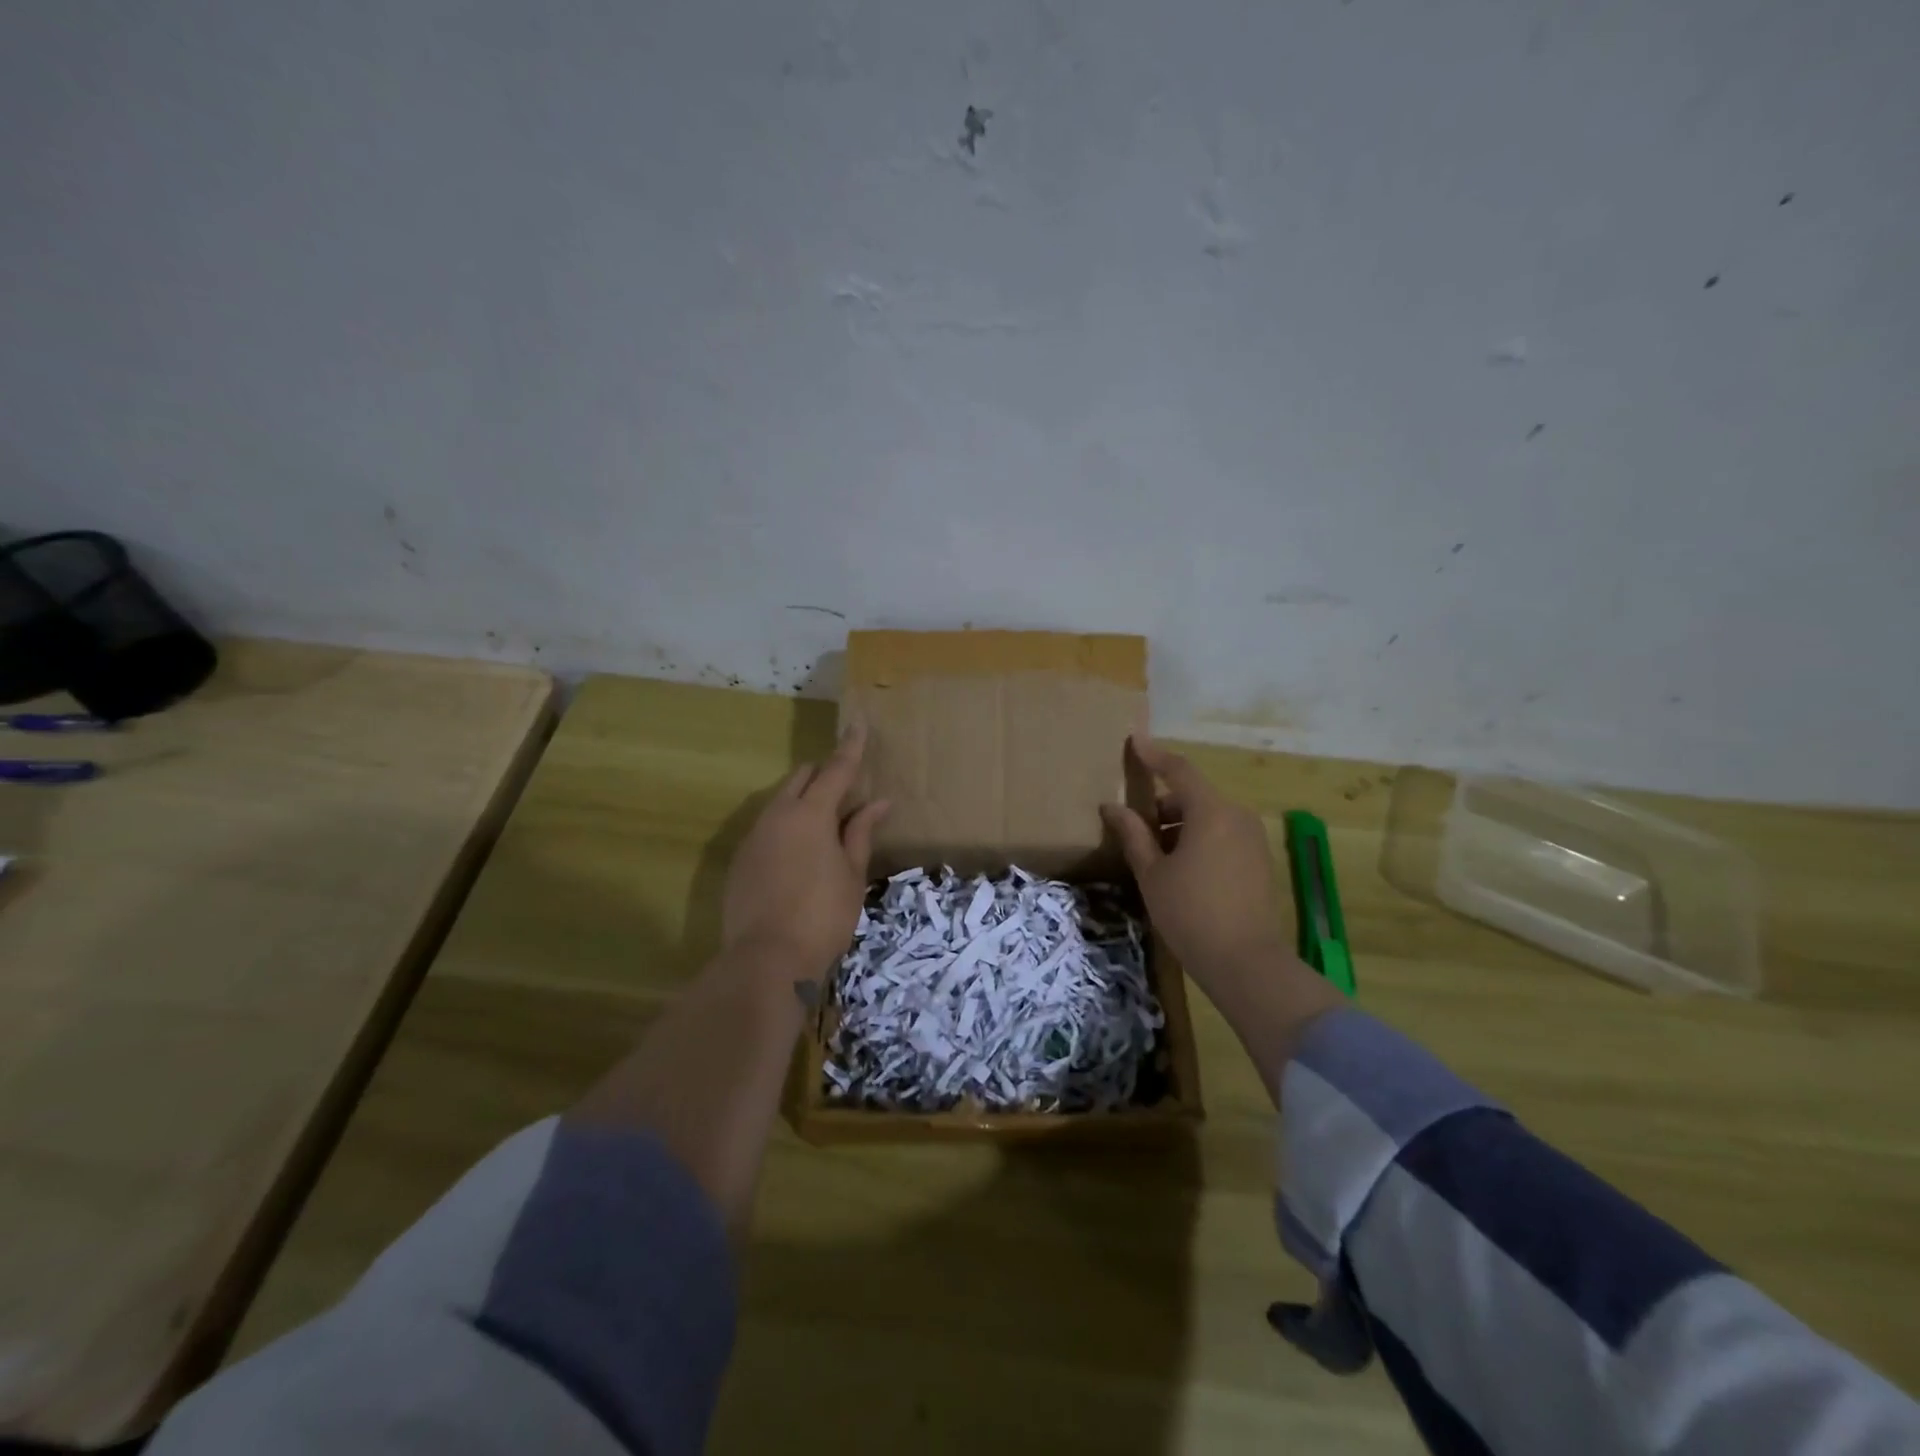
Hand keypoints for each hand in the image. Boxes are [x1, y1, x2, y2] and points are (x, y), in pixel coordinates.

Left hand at [721, 720, 888, 983]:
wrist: (767, 959)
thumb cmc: (823, 915)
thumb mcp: (852, 873)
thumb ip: (861, 832)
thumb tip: (878, 802)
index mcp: (811, 813)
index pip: (836, 769)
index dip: (851, 748)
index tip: (858, 724)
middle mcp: (777, 815)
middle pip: (802, 779)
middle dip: (823, 775)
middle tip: (845, 790)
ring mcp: (753, 837)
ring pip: (780, 802)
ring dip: (802, 801)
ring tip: (824, 826)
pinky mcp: (740, 860)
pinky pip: (766, 828)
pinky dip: (785, 827)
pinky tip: (797, 854)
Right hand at [1103, 737, 1344, 1099]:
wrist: (1246, 962)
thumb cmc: (1190, 913)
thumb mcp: (1152, 874)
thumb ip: (1133, 835)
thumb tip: (1112, 807)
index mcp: (1211, 812)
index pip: (1179, 770)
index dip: (1154, 755)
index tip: (1134, 740)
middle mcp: (1237, 816)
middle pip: (1194, 795)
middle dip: (1163, 803)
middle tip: (1135, 826)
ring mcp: (1252, 839)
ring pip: (1208, 817)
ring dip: (1180, 824)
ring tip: (1154, 854)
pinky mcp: (1259, 861)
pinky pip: (1223, 835)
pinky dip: (1199, 839)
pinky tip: (1181, 869)